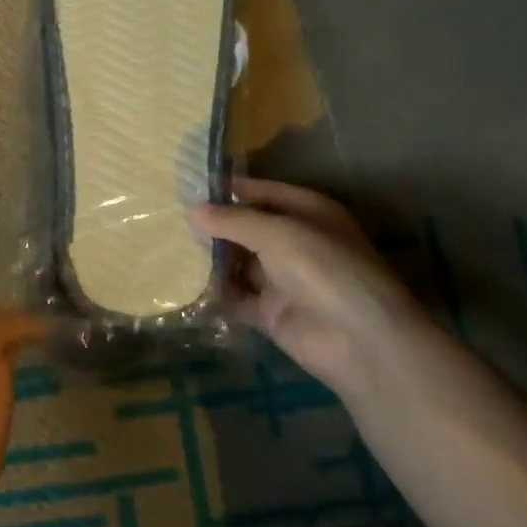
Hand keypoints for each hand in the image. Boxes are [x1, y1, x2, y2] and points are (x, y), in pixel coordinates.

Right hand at [190, 177, 427, 390]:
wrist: (358, 339)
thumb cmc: (324, 269)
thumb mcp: (278, 233)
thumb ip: (233, 221)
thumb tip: (192, 211)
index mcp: (308, 212)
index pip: (263, 192)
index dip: (230, 189)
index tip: (188, 186)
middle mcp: (296, 242)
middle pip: (248, 228)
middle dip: (215, 225)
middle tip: (169, 219)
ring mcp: (283, 278)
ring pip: (239, 262)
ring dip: (211, 259)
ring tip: (169, 249)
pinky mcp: (271, 312)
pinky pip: (236, 297)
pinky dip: (216, 293)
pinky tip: (183, 284)